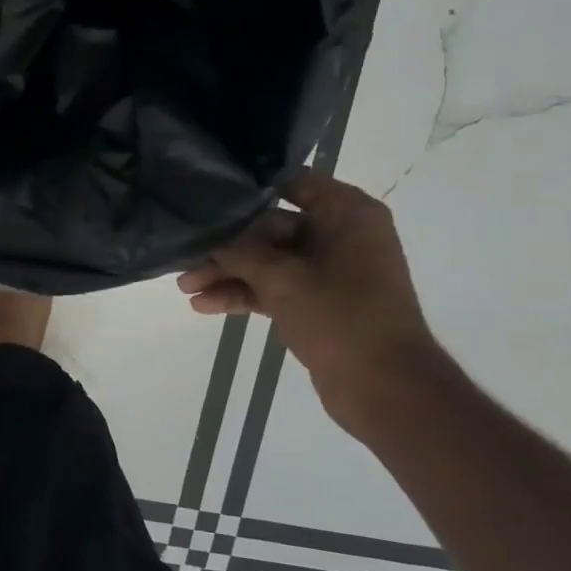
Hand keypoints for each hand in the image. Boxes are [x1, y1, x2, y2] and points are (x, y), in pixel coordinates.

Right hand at [177, 170, 447, 430]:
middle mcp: (339, 234)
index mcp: (346, 214)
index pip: (290, 181)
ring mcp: (328, 270)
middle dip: (227, 246)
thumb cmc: (341, 318)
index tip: (206, 194)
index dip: (247, 187)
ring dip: (228, 273)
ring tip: (185, 288)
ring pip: (267, 261)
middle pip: (270, 227)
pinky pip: (274, 287)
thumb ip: (239, 251)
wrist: (386, 388)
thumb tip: (206, 235)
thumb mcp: (282, 279)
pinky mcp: (317, 301)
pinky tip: (204, 305)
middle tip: (184, 257)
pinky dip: (243, 294)